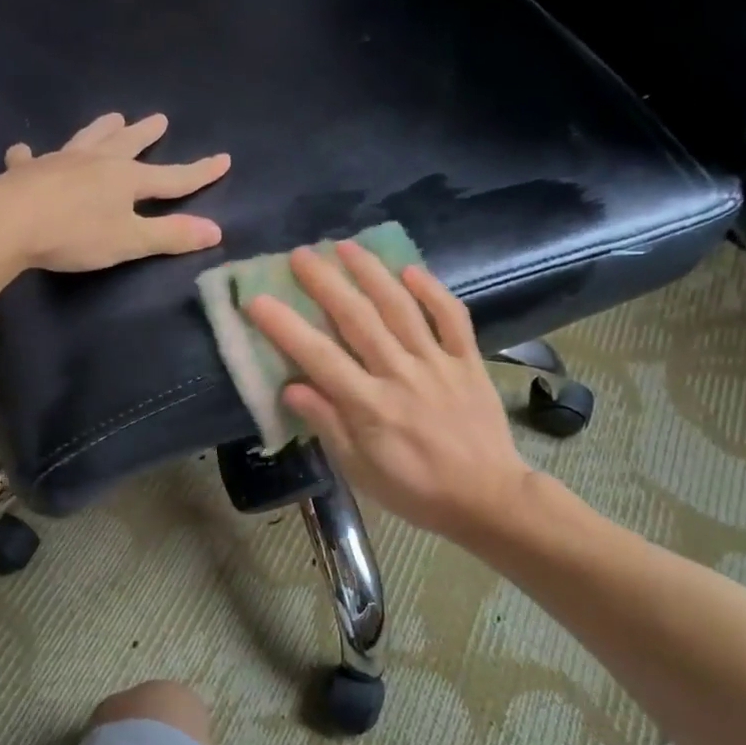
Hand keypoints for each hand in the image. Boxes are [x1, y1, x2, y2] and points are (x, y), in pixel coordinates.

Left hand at [0, 112, 230, 271]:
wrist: (8, 222)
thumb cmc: (75, 234)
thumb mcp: (129, 241)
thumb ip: (171, 235)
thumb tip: (216, 230)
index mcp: (126, 179)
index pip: (172, 177)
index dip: (199, 172)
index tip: (223, 159)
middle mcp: (96, 162)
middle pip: (127, 145)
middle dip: (146, 135)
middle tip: (159, 119)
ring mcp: (59, 162)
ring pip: (86, 140)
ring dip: (101, 130)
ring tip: (111, 118)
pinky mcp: (26, 172)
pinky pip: (31, 159)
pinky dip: (31, 156)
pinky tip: (24, 151)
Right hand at [243, 242, 532, 543]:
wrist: (487, 498)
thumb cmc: (414, 490)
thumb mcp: (359, 469)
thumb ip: (328, 424)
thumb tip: (291, 388)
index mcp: (369, 406)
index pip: (319, 357)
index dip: (285, 326)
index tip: (258, 300)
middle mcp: (400, 374)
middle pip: (357, 319)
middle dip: (325, 283)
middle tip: (300, 255)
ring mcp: (438, 363)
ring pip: (401, 308)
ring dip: (371, 272)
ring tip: (346, 246)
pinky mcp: (469, 361)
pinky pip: (452, 317)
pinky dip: (432, 290)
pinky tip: (411, 270)